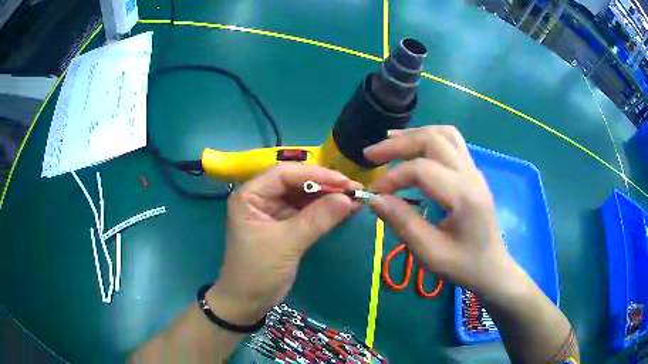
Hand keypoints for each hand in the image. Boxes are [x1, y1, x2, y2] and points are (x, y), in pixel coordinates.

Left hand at [208, 164, 361, 324]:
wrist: (248, 302)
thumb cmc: (257, 271)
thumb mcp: (286, 244)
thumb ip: (317, 219)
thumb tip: (349, 198)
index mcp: (250, 195)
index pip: (284, 174)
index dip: (315, 174)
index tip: (344, 182)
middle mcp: (261, 197)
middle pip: (296, 182)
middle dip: (325, 185)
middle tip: (355, 189)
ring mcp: (274, 212)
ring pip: (305, 196)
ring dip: (329, 197)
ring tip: (356, 198)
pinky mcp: (286, 226)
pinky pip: (308, 212)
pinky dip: (326, 211)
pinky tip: (346, 210)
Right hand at [364, 126, 513, 293]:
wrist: (492, 267)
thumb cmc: (463, 265)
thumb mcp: (430, 253)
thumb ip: (403, 224)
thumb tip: (375, 199)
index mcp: (463, 196)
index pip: (421, 170)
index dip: (392, 177)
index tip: (374, 193)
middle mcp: (471, 175)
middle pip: (433, 140)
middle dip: (398, 144)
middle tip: (371, 155)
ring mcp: (474, 170)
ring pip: (444, 134)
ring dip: (414, 134)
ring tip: (390, 141)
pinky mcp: (472, 172)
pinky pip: (451, 142)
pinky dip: (428, 137)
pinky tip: (414, 147)